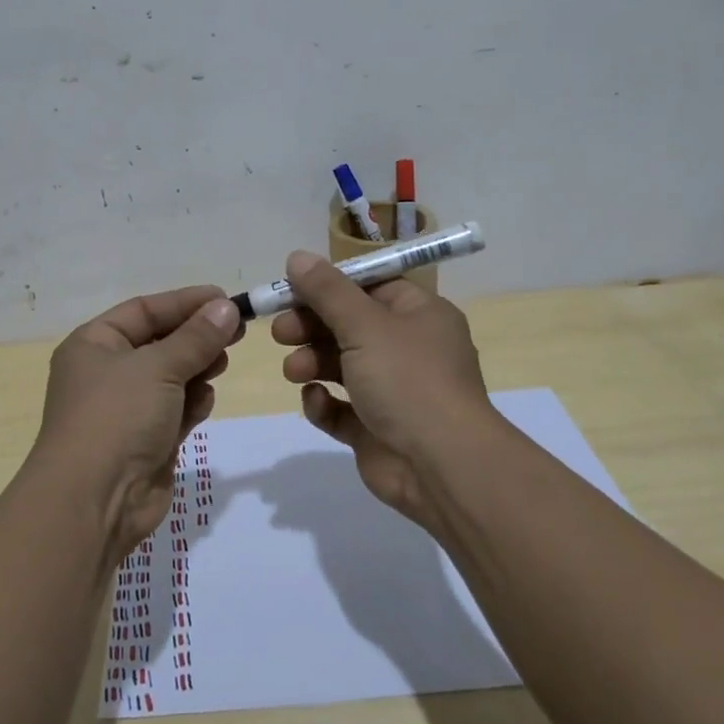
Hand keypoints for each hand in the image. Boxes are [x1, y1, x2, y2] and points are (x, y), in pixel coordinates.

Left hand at [36, 285, 242, 559]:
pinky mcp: (146, 440)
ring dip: (197, 368)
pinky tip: (203, 402)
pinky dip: (192, 402)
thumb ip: (196, 337)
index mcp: (94, 344)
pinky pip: (176, 409)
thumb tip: (226, 308)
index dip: (185, 302)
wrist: (95, 502)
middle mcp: (107, 372)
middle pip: (160, 342)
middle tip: (236, 331)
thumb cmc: (117, 417)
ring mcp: (126, 409)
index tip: (225, 299)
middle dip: (196, 337)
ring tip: (220, 364)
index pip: (144, 310)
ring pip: (172, 376)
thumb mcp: (158, 367)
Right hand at [270, 251, 507, 528]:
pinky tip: (316, 402)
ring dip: (312, 363)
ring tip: (293, 371)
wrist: (443, 467)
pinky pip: (342, 409)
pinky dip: (324, 404)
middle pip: (349, 326)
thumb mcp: (364, 325)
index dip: (329, 287)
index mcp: (419, 315)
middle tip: (281, 333)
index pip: (369, 288)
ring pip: (342, 367)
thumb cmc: (408, 380)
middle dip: (311, 327)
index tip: (291, 290)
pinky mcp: (377, 430)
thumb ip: (327, 291)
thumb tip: (297, 256)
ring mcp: (394, 392)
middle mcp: (409, 349)